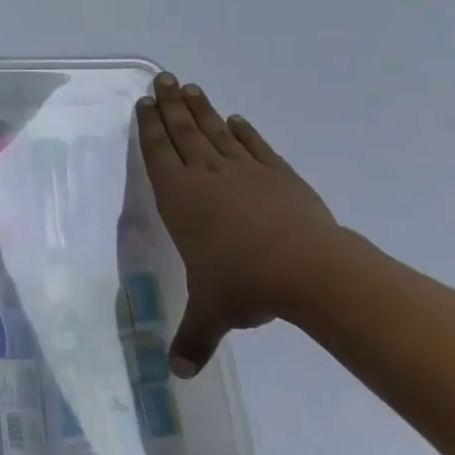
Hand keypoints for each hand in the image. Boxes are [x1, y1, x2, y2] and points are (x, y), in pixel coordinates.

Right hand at [136, 73, 340, 376]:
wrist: (309, 270)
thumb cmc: (244, 284)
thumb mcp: (211, 313)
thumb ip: (192, 338)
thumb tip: (177, 376)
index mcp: (180, 197)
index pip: (158, 151)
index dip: (149, 125)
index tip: (144, 102)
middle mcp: (206, 175)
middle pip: (183, 130)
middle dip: (170, 104)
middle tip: (162, 78)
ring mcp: (244, 171)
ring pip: (215, 131)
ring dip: (201, 109)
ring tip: (191, 87)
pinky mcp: (279, 175)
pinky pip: (255, 146)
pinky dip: (244, 131)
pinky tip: (237, 120)